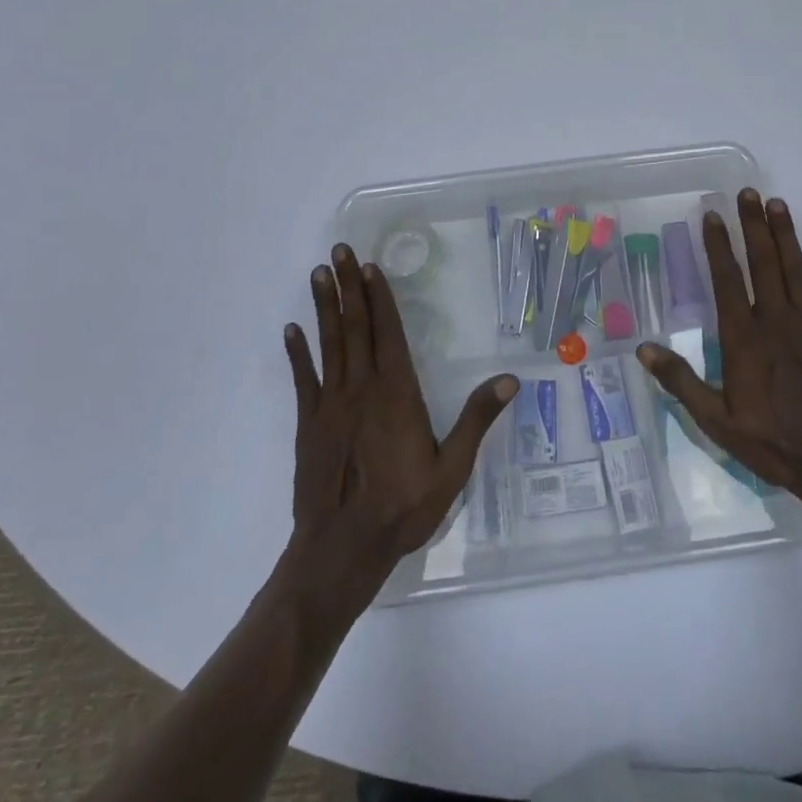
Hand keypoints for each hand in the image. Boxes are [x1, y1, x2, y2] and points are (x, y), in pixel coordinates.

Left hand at [282, 246, 517, 608]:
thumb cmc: (402, 508)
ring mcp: (331, 404)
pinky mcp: (309, 424)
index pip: (387, 333)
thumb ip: (476, 421)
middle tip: (338, 251)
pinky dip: (298, 353)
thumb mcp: (451, 469)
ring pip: (329, 344)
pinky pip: (303, 380)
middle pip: (355, 326)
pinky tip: (292, 331)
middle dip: (348, 286)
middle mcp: (361, 388)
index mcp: (396, 393)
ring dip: (324, 307)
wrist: (341, 550)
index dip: (378, 297)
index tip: (369, 266)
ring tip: (317, 274)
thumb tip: (509, 379)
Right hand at [637, 190, 801, 536]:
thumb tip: (644, 348)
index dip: (718, 245)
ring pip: (796, 267)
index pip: (727, 279)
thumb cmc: (774, 444)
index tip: (711, 215)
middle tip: (746, 193)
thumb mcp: (717, 422)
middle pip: (763, 262)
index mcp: (744, 338)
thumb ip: (681, 382)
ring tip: (776, 203)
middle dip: (752, 225)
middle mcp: (777, 320)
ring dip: (785, 233)